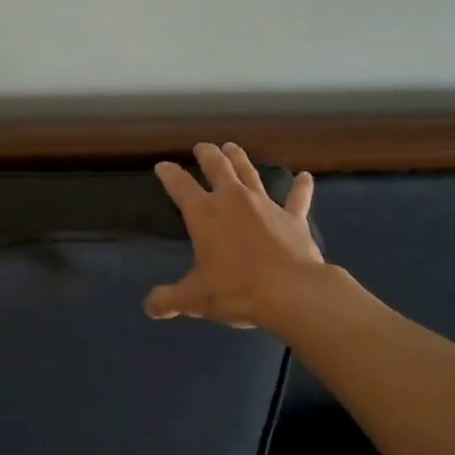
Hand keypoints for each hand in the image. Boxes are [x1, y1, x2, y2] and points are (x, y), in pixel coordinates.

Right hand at [146, 142, 321, 329]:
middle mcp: (233, 200)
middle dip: (207, 154)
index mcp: (204, 214)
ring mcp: (265, 205)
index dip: (169, 174)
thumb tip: (149, 307)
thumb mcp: (195, 298)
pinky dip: (301, 188)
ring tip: (232, 147)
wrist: (291, 292)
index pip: (180, 186)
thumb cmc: (236, 291)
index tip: (162, 166)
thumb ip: (170, 299)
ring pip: (250, 173)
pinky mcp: (293, 218)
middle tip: (202, 146)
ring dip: (240, 159)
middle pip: (218, 167)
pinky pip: (297, 199)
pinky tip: (305, 177)